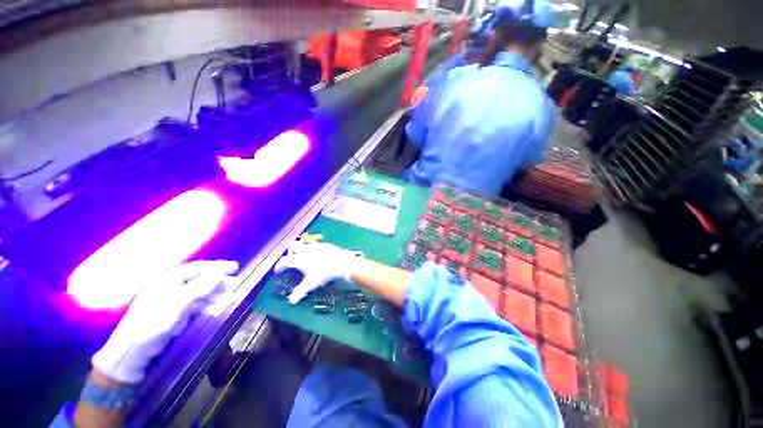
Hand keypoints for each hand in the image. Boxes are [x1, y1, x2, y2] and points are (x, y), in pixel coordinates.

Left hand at [92, 260, 238, 383]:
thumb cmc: (153, 321)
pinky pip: (198, 306)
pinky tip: (219, 310)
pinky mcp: (177, 313)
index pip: (199, 268)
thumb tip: (221, 275)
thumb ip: (201, 288)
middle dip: (221, 284)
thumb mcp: (178, 303)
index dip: (218, 267)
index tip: (235, 267)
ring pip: (203, 294)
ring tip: (232, 300)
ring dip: (218, 297)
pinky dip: (210, 307)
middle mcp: (174, 286)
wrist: (134, 350)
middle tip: (235, 286)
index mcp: (170, 279)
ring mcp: (175, 300)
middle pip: (203, 281)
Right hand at [274, 240, 361, 303]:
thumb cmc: (324, 273)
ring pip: (305, 243)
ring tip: (305, 256)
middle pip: (293, 246)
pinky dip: (314, 249)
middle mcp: (306, 250)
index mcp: (299, 259)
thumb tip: (291, 301)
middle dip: (290, 252)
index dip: (279, 265)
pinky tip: (318, 254)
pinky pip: (316, 244)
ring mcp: (316, 245)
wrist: (341, 262)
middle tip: (292, 259)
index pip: (285, 260)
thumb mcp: (311, 284)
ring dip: (302, 248)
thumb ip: (300, 291)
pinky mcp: (326, 244)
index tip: (278, 270)